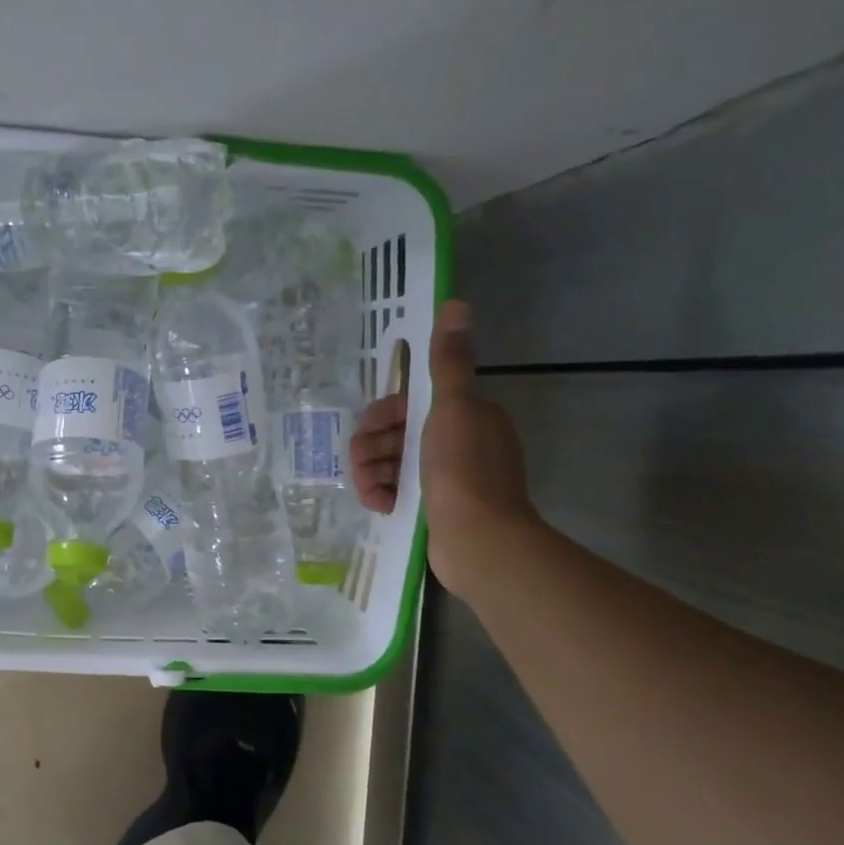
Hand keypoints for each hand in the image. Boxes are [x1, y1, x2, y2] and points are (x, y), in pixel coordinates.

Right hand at [350, 299, 537, 598]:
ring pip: (393, 464)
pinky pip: (399, 491)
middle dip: (373, 447)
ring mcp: (448, 479)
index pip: (412, 403)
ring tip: (371, 492)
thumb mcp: (452, 407)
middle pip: (397, 434)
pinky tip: (380, 505)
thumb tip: (456, 303)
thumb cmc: (462, 469)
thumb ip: (448, 361)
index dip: (385, 414)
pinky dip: (384, 494)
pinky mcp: (437, 509)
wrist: (479, 541)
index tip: (371, 427)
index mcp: (466, 416)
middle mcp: (460, 443)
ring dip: (372, 473)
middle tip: (363, 465)